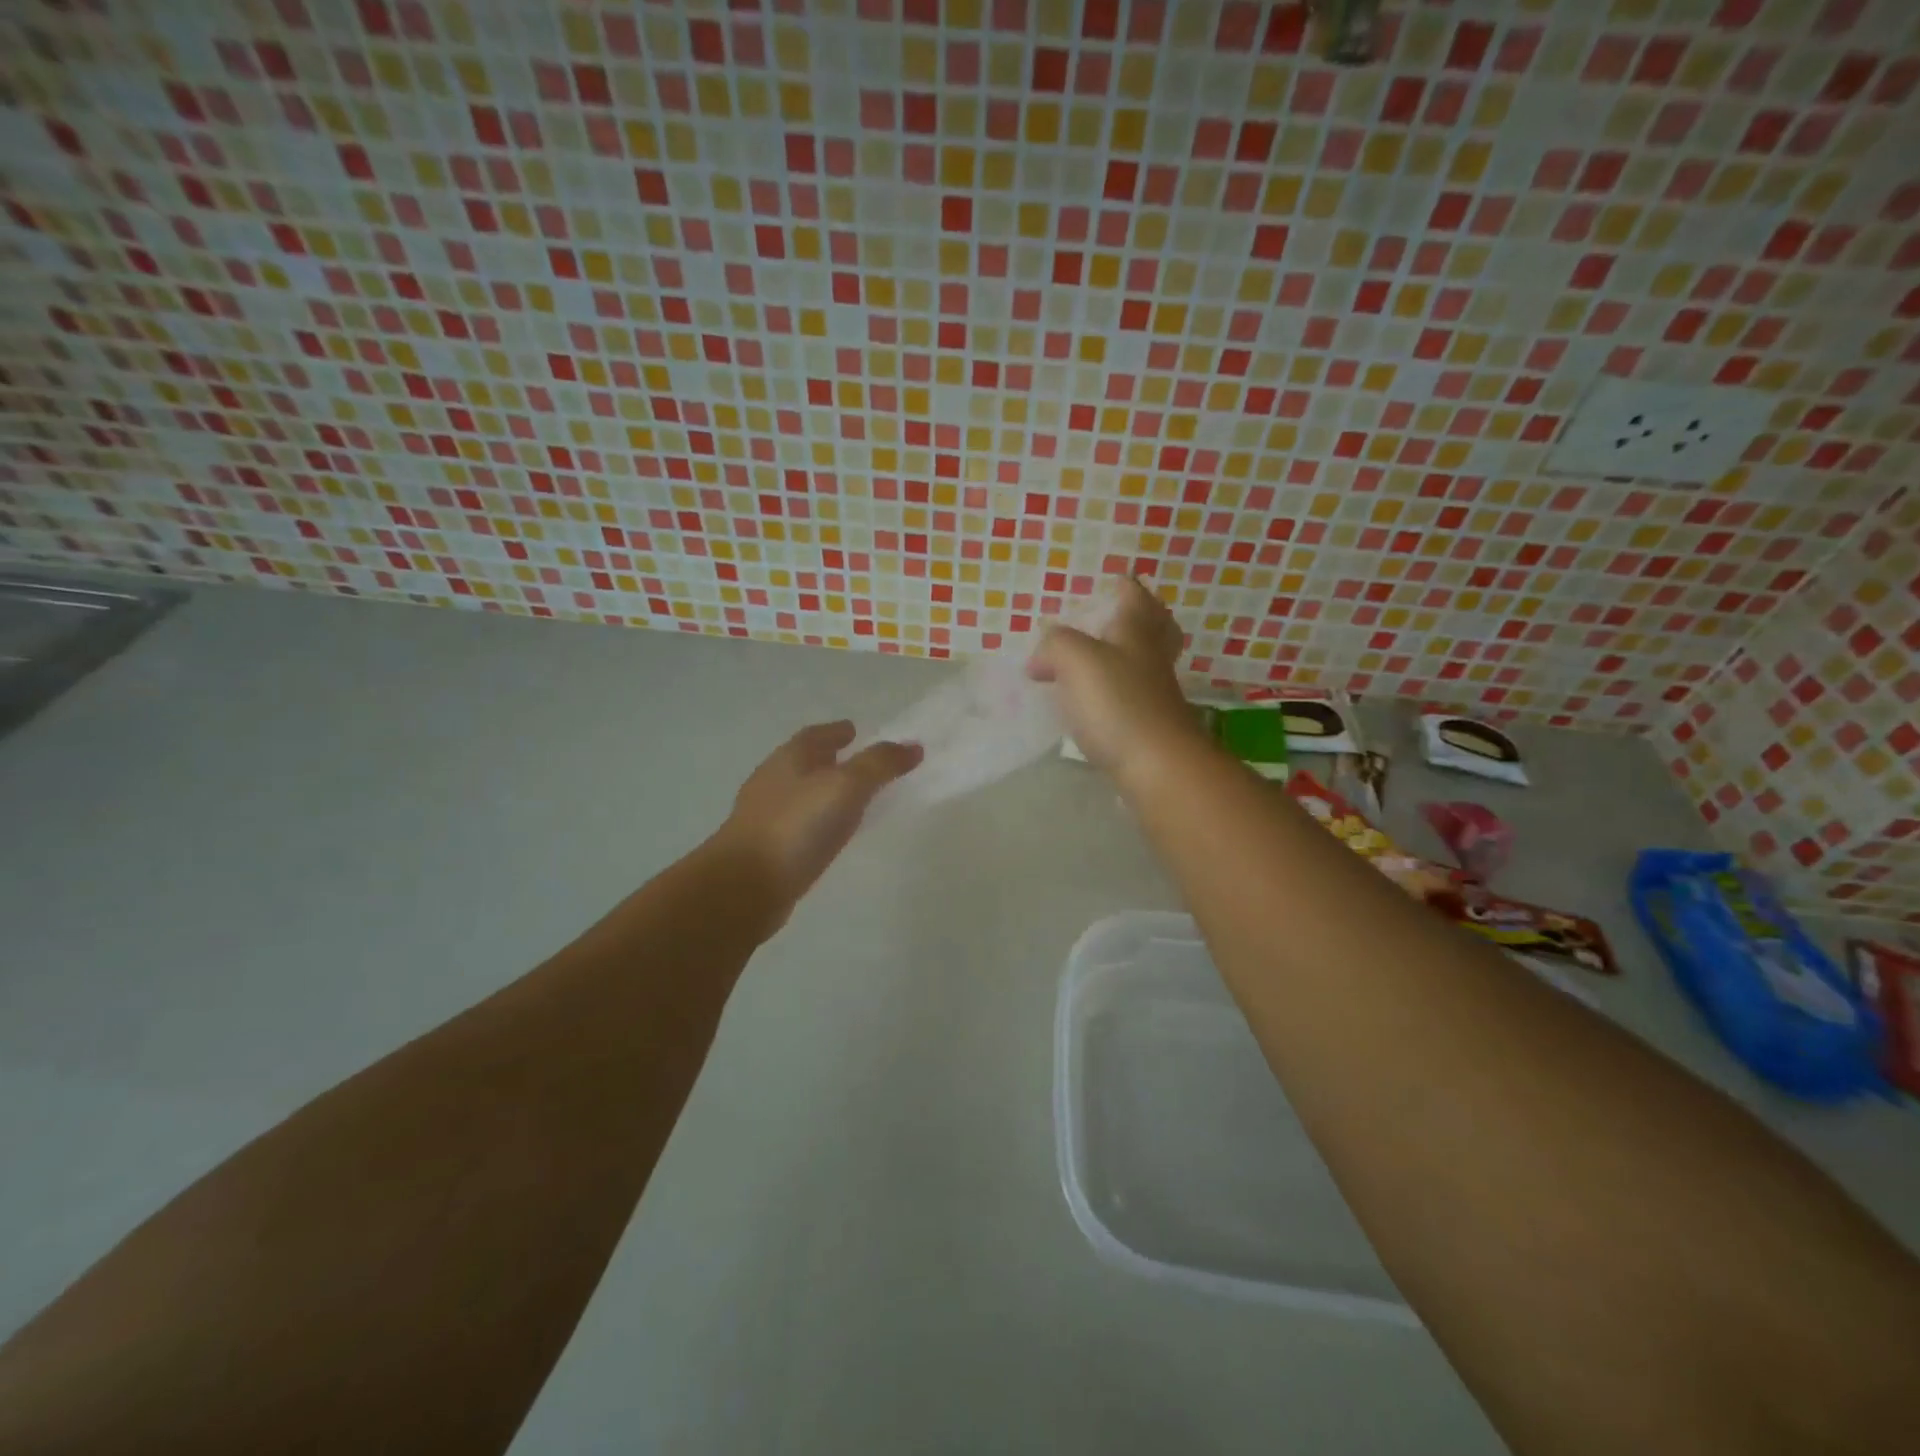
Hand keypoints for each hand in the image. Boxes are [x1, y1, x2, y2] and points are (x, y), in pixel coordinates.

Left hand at [712, 721, 921, 915]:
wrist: (745, 887)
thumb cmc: (796, 825)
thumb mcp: (846, 786)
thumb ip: (880, 764)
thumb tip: (914, 746)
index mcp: (789, 758)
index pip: (816, 735)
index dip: (837, 731)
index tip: (856, 731)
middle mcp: (774, 781)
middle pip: (806, 763)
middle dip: (832, 760)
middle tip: (862, 764)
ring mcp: (767, 817)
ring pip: (803, 795)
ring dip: (826, 792)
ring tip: (855, 799)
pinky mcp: (768, 850)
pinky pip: (801, 826)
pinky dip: (819, 822)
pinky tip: (833, 835)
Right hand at [1027, 576, 1202, 789]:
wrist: (1157, 766)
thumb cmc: (1117, 703)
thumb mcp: (1075, 659)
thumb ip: (1054, 645)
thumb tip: (1040, 659)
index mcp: (1136, 633)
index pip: (1134, 597)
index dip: (1125, 586)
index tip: (1115, 580)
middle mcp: (1151, 659)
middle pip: (1156, 629)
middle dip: (1143, 617)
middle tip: (1121, 616)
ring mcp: (1155, 694)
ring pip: (1146, 664)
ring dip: (1128, 656)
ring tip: (1097, 660)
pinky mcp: (1149, 727)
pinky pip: (1134, 698)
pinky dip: (1118, 692)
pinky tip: (1096, 703)